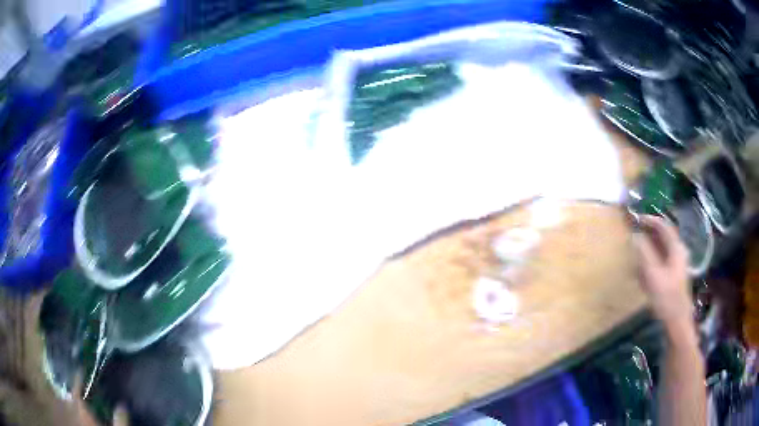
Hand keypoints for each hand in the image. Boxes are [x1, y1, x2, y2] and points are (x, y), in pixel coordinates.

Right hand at [634, 215, 693, 328]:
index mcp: (676, 248)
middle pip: (662, 237)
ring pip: (661, 250)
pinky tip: (641, 273)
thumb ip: (644, 253)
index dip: (649, 220)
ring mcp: (676, 265)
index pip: (663, 226)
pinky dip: (650, 262)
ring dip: (648, 249)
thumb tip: (635, 235)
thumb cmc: (666, 297)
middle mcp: (678, 253)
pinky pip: (660, 263)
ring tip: (635, 254)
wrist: (677, 322)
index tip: (635, 219)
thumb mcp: (653, 275)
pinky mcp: (672, 277)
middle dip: (648, 234)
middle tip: (633, 235)